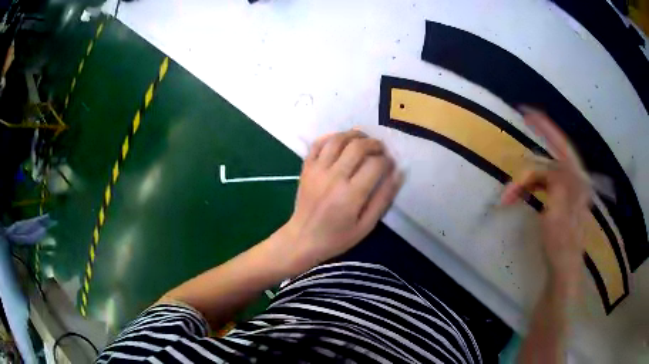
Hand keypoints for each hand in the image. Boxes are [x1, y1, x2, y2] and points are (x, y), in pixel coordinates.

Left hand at [279, 130, 402, 272]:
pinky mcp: (306, 168)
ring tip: (363, 140)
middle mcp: (334, 177)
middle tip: (380, 149)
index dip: (387, 161)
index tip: (390, 165)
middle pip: (358, 146)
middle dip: (374, 144)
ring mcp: (317, 170)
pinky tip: (341, 141)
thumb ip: (383, 199)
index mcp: (351, 194)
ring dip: (354, 135)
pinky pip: (317, 144)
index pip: (375, 164)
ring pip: (338, 140)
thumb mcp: (366, 225)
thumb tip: (398, 174)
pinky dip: (331, 137)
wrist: (303, 239)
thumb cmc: (337, 237)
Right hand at [501, 108, 590, 287]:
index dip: (547, 129)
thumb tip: (551, 163)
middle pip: (550, 161)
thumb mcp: (558, 216)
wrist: (563, 269)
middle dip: (532, 160)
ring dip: (525, 183)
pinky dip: (530, 188)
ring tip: (508, 198)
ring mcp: (568, 191)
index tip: (528, 113)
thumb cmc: (560, 246)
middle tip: (517, 154)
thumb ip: (558, 185)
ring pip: (544, 175)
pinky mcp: (561, 200)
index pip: (562, 148)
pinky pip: (544, 185)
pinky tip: (520, 196)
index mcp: (577, 183)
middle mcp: (574, 182)